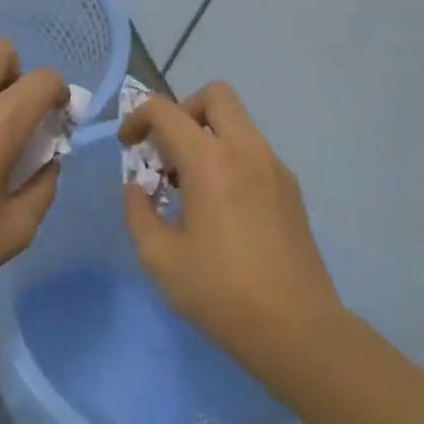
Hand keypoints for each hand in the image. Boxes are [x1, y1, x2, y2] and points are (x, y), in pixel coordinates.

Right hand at [120, 82, 341, 356]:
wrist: (296, 327)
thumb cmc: (220, 292)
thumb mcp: (159, 257)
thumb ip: (138, 212)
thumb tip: (137, 188)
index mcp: (210, 162)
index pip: (166, 111)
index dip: (137, 119)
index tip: (127, 148)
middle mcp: (247, 151)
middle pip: (215, 96)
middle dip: (181, 112)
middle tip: (165, 153)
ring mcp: (275, 168)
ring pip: (238, 123)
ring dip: (206, 136)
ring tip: (188, 187)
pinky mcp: (291, 189)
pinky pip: (253, 151)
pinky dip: (228, 158)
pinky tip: (219, 207)